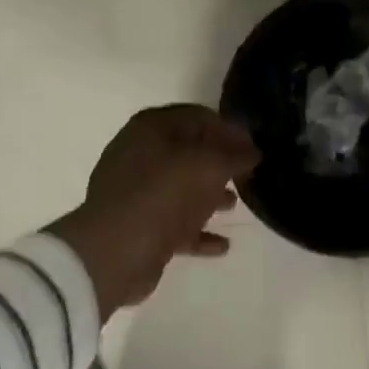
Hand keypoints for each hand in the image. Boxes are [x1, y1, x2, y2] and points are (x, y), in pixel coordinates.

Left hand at [46, 104, 260, 317]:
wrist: (116, 251)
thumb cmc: (164, 194)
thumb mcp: (210, 166)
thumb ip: (236, 155)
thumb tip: (252, 151)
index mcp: (152, 127)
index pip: (198, 117)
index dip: (228, 129)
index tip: (253, 146)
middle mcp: (139, 153)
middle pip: (188, 152)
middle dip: (219, 163)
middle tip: (246, 175)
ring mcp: (135, 191)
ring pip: (180, 188)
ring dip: (209, 196)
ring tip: (235, 205)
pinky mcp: (137, 225)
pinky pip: (174, 223)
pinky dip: (197, 230)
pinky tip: (222, 245)